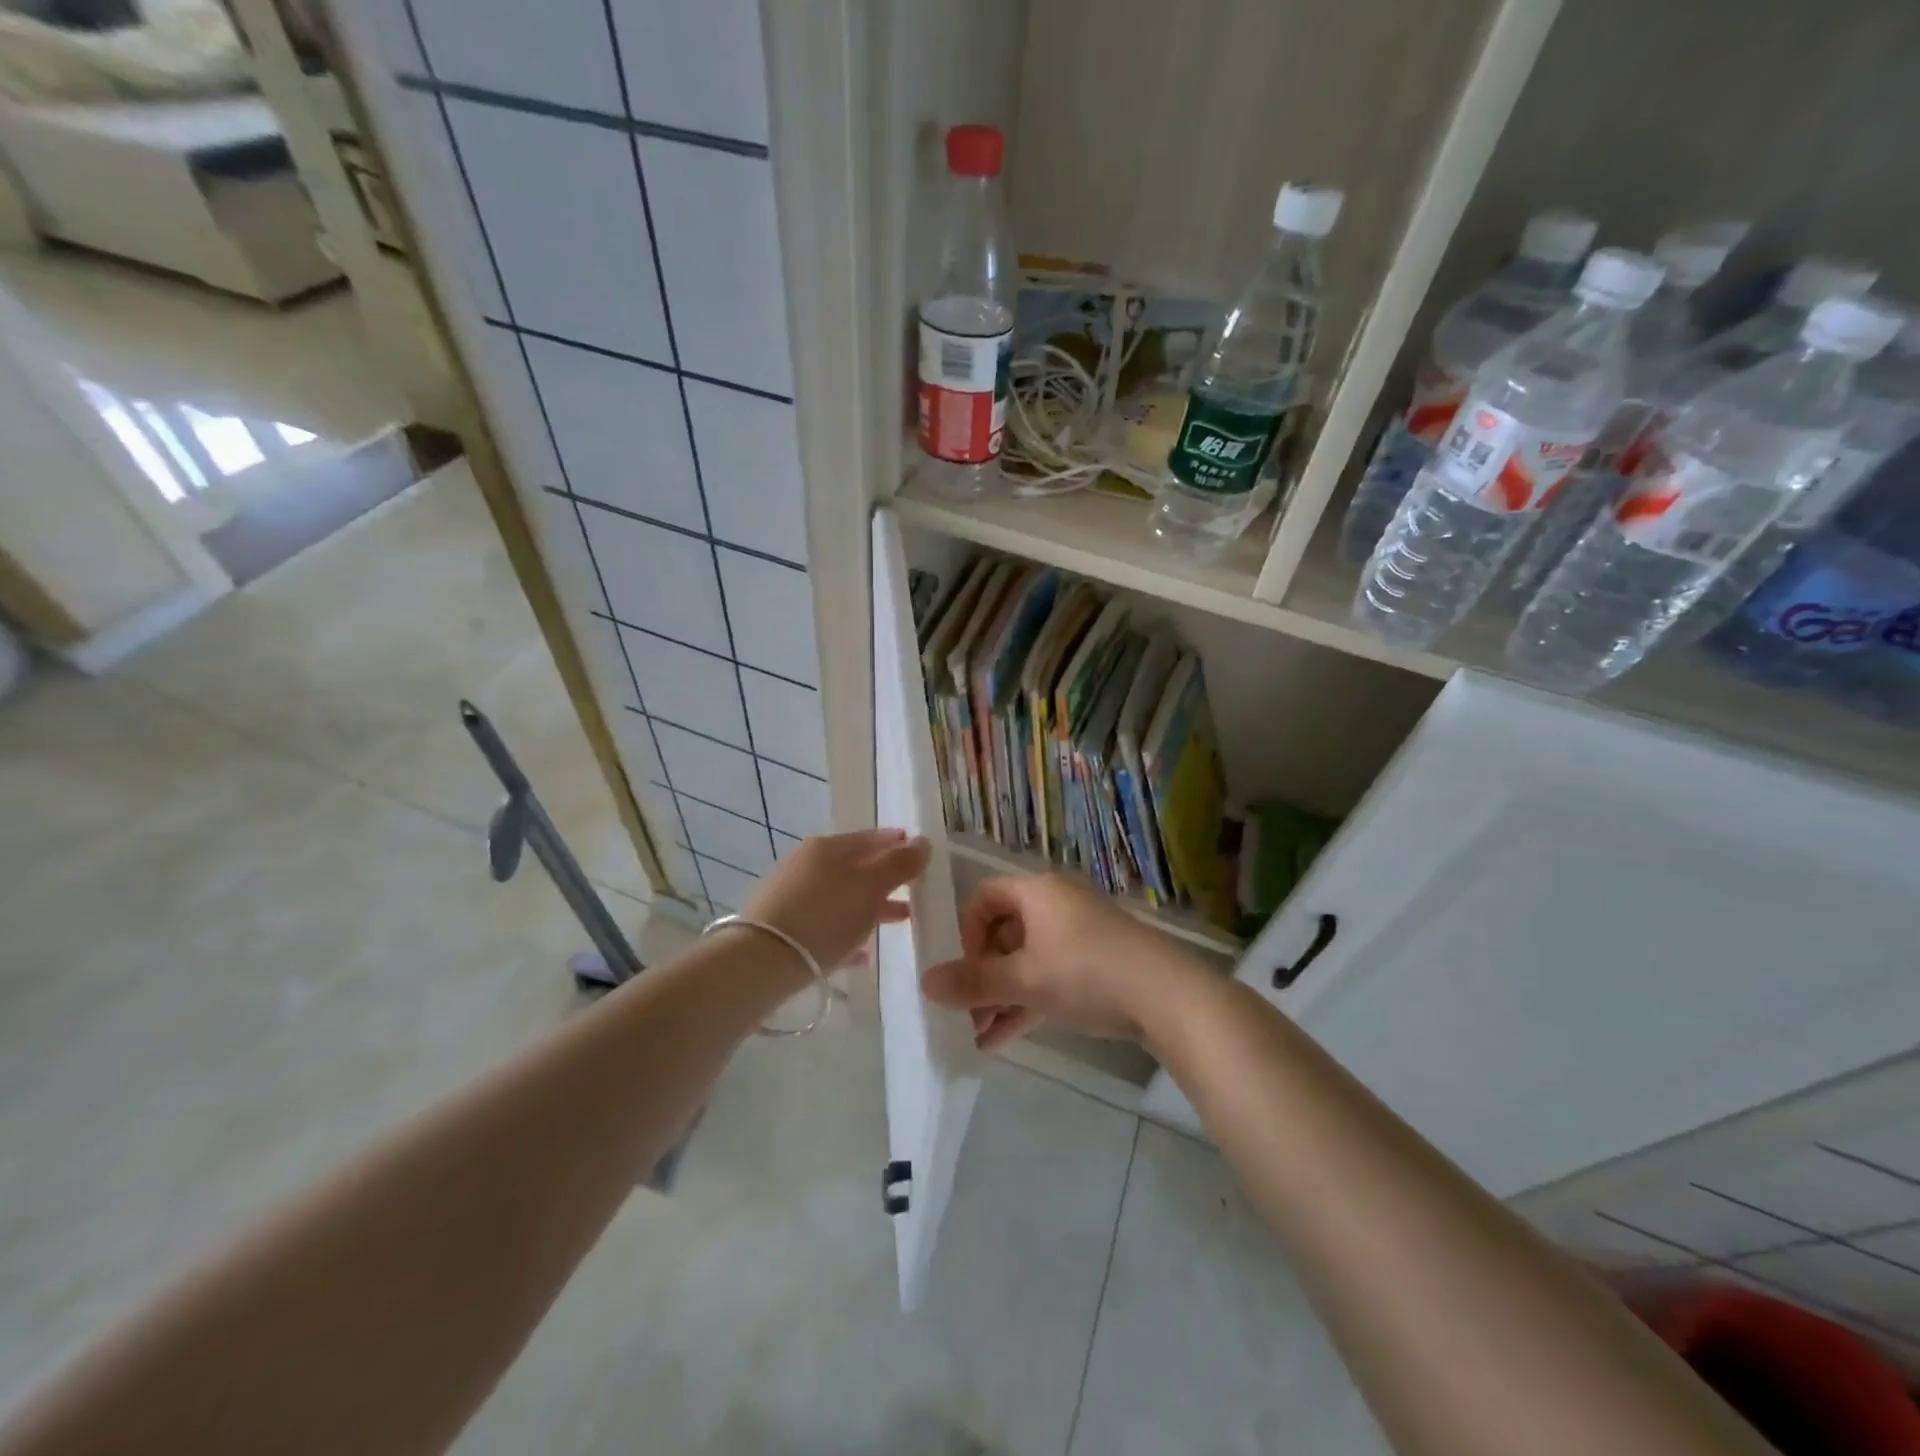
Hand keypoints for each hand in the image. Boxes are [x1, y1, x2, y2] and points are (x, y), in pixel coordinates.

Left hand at [741, 829, 929, 974]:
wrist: (761, 962)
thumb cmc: (824, 917)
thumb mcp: (869, 887)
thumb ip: (899, 864)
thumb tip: (923, 842)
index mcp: (828, 847)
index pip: (872, 837)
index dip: (899, 843)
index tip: (923, 855)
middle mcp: (808, 864)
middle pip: (857, 867)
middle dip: (888, 877)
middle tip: (917, 890)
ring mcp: (792, 896)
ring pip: (842, 896)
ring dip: (871, 906)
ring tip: (900, 921)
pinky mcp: (783, 929)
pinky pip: (825, 926)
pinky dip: (847, 933)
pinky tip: (863, 955)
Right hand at [922, 874, 1206, 1050]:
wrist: (1169, 997)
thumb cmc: (1088, 973)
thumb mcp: (1025, 980)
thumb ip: (974, 982)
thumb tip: (924, 983)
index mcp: (1037, 893)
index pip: (984, 898)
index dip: (966, 932)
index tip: (964, 970)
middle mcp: (1056, 906)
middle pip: (1004, 933)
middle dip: (982, 975)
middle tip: (967, 1012)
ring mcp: (1078, 936)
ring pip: (1026, 961)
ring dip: (1001, 996)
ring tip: (979, 1035)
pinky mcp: (1096, 964)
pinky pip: (1049, 977)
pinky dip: (1027, 1002)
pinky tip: (1003, 1039)